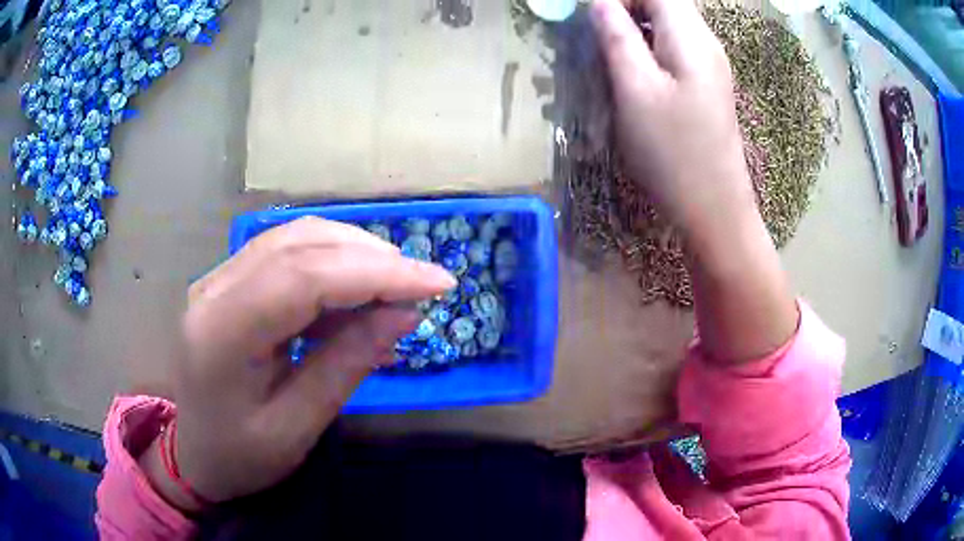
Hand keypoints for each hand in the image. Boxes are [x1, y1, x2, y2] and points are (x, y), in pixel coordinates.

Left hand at [141, 217, 455, 508]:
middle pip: (299, 243)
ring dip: (352, 253)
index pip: (303, 277)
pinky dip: (330, 264)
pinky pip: (285, 253)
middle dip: (371, 257)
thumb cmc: (241, 456)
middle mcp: (213, 290)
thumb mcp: (297, 427)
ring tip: (393, 288)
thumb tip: (404, 313)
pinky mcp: (227, 281)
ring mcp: (216, 278)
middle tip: (420, 284)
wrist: (193, 453)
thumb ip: (347, 364)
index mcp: (221, 334)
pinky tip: (355, 294)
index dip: (376, 272)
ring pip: (294, 237)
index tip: (437, 283)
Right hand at [591, 0, 797, 362]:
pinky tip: (634, 71)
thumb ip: (617, 37)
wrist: (714, 208)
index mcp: (690, 36)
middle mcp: (706, 43)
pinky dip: (649, 47)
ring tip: (608, 51)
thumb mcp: (635, 90)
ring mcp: (711, 65)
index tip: (591, 15)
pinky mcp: (707, 85)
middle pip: (664, 3)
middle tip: (595, 33)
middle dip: (626, 9)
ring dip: (636, 28)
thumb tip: (599, 2)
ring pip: (669, 25)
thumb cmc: (673, 152)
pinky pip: (675, 48)